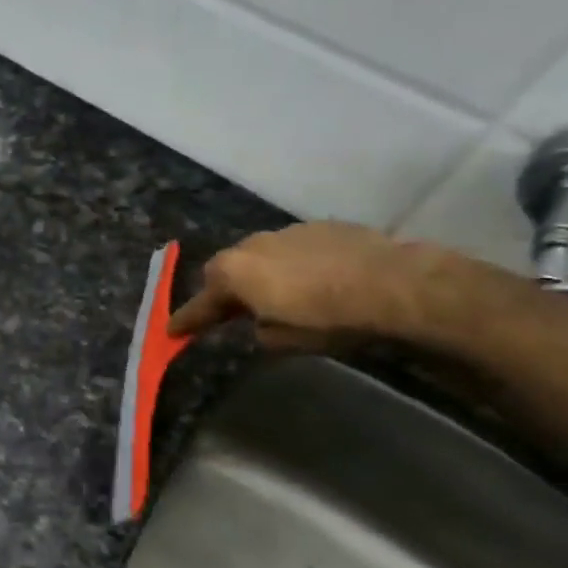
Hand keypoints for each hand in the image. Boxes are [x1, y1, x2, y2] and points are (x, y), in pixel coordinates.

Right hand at [167, 222, 452, 348]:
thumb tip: (261, 323)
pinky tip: (316, 280)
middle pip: (226, 270)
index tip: (172, 331)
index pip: (202, 303)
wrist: (394, 284)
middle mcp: (252, 246)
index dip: (187, 320)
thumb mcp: (286, 340)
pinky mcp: (321, 226)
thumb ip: (261, 330)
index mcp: (235, 273)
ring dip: (261, 274)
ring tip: (280, 294)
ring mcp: (287, 232)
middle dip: (225, 290)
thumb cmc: (329, 318)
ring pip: (260, 255)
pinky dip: (293, 264)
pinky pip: (293, 248)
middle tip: (231, 311)